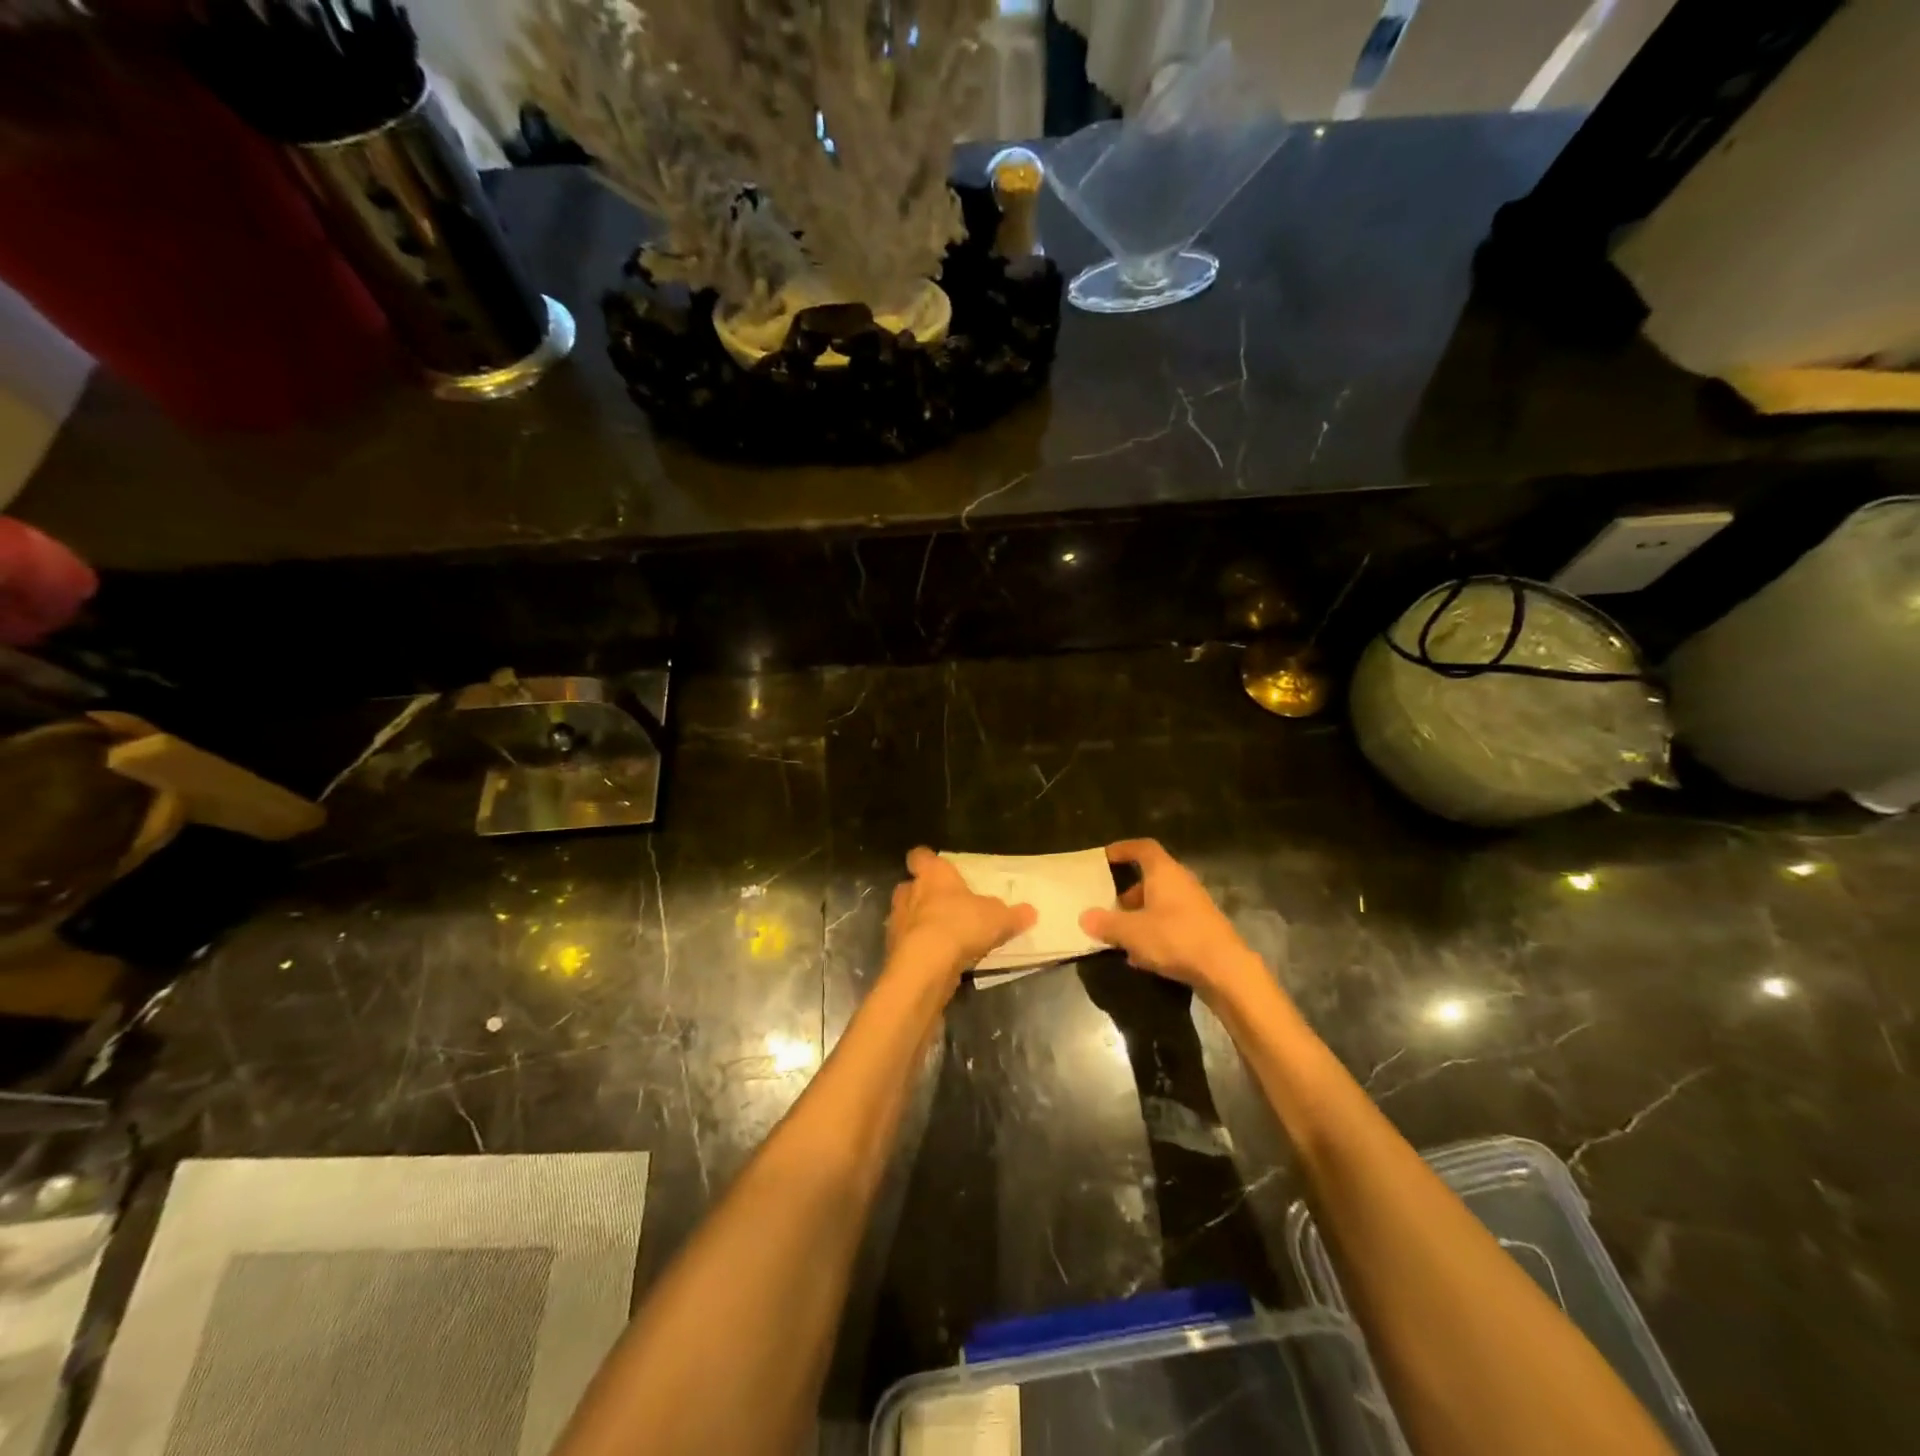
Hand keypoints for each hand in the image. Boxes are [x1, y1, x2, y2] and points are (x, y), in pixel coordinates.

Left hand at [887, 847, 1036, 987]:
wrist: (926, 965)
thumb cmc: (961, 924)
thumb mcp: (998, 919)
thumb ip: (1013, 914)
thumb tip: (1031, 912)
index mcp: (933, 874)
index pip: (920, 856)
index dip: (927, 860)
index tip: (936, 866)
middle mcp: (909, 892)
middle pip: (910, 886)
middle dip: (923, 894)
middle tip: (945, 904)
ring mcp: (897, 921)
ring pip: (906, 915)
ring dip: (919, 922)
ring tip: (942, 935)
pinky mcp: (893, 950)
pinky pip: (907, 943)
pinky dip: (918, 948)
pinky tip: (936, 958)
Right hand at [1079, 839, 1258, 994]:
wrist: (1225, 969)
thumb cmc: (1175, 938)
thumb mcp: (1132, 932)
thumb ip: (1106, 923)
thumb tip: (1085, 917)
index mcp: (1164, 872)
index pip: (1143, 848)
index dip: (1123, 849)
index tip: (1105, 857)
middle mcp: (1181, 882)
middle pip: (1151, 877)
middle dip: (1128, 891)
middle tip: (1110, 905)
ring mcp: (1195, 905)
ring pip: (1161, 902)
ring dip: (1140, 914)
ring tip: (1122, 934)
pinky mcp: (1202, 928)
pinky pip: (1171, 921)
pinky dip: (1154, 931)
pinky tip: (1142, 955)